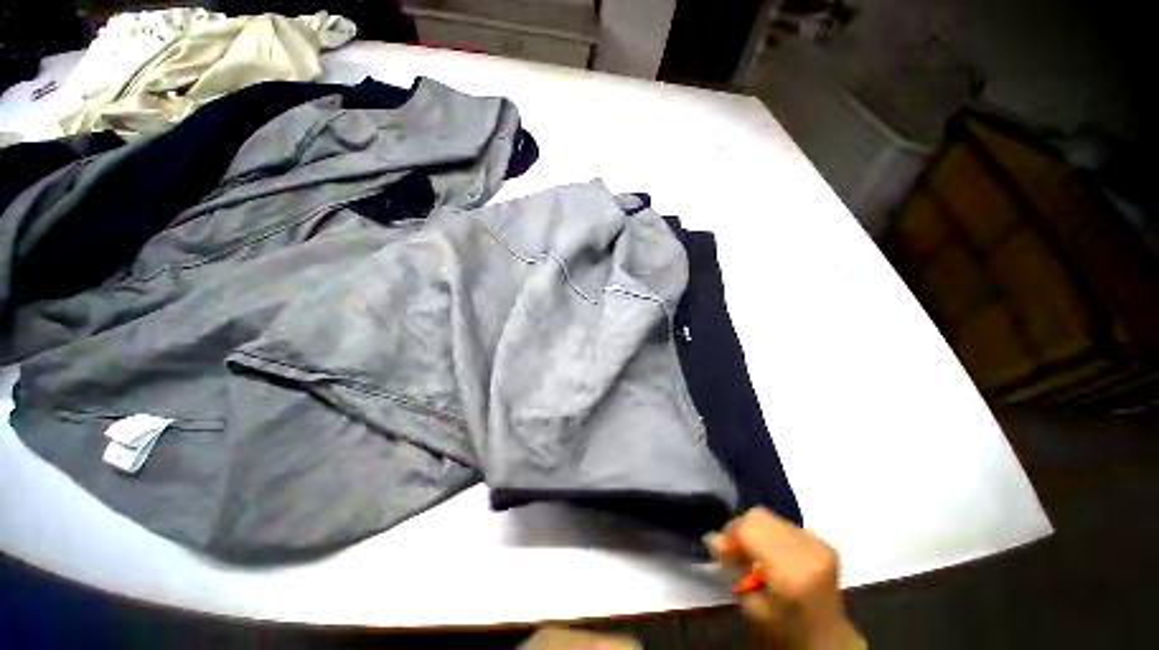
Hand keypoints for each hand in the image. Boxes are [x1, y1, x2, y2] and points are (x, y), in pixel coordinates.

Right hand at [706, 508, 864, 649]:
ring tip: (759, 554)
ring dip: (758, 531)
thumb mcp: (751, 607)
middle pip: (758, 516)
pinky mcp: (825, 543)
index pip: (748, 529)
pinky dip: (775, 535)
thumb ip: (732, 567)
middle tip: (738, 550)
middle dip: (742, 528)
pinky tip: (778, 556)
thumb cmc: (784, 630)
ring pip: (771, 517)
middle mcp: (807, 552)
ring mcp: (819, 545)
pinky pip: (787, 524)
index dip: (730, 533)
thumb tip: (712, 536)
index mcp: (790, 574)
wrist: (828, 642)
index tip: (723, 548)